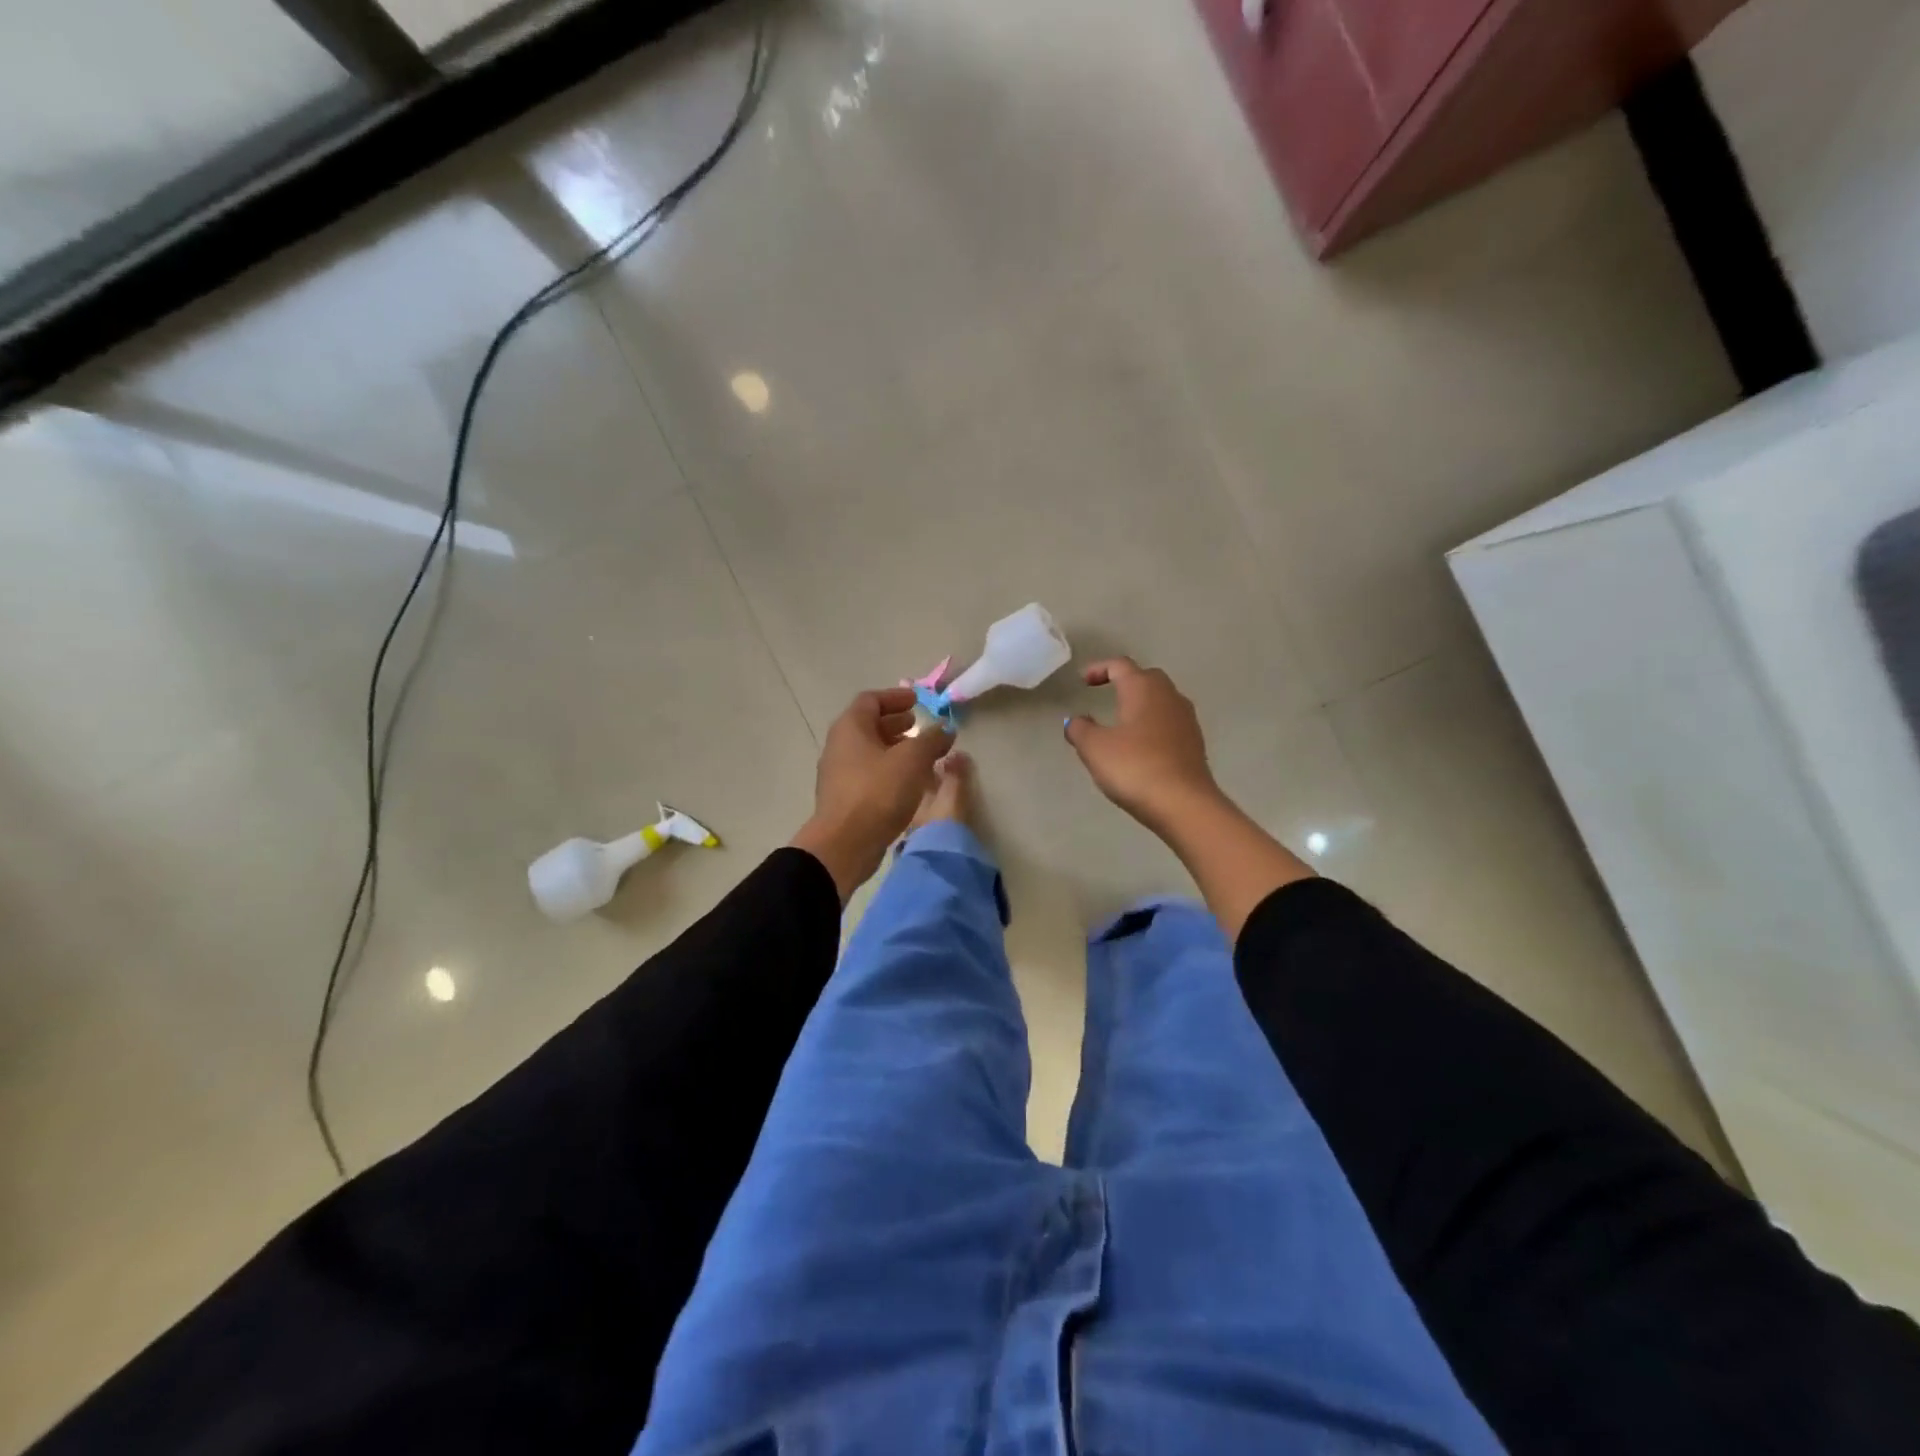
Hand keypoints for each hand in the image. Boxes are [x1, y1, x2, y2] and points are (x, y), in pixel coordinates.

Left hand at [791, 688, 954, 901]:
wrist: (844, 844)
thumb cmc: (878, 792)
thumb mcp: (913, 760)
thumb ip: (932, 740)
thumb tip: (945, 729)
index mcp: (850, 728)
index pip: (871, 700)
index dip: (895, 697)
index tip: (916, 700)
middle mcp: (839, 746)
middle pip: (868, 725)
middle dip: (896, 723)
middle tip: (919, 726)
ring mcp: (839, 773)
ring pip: (870, 752)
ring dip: (895, 749)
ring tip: (921, 755)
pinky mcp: (844, 798)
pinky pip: (869, 774)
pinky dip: (889, 770)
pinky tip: (910, 783)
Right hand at [1064, 658, 1223, 833]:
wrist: (1184, 804)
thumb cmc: (1134, 767)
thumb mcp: (1094, 748)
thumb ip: (1080, 729)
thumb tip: (1075, 721)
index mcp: (1143, 689)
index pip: (1120, 666)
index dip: (1099, 668)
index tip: (1083, 680)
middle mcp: (1169, 696)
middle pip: (1146, 678)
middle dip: (1125, 682)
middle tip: (1106, 693)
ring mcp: (1186, 720)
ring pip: (1161, 701)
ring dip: (1141, 704)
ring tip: (1122, 721)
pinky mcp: (1195, 743)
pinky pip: (1169, 723)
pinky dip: (1153, 725)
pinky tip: (1141, 745)